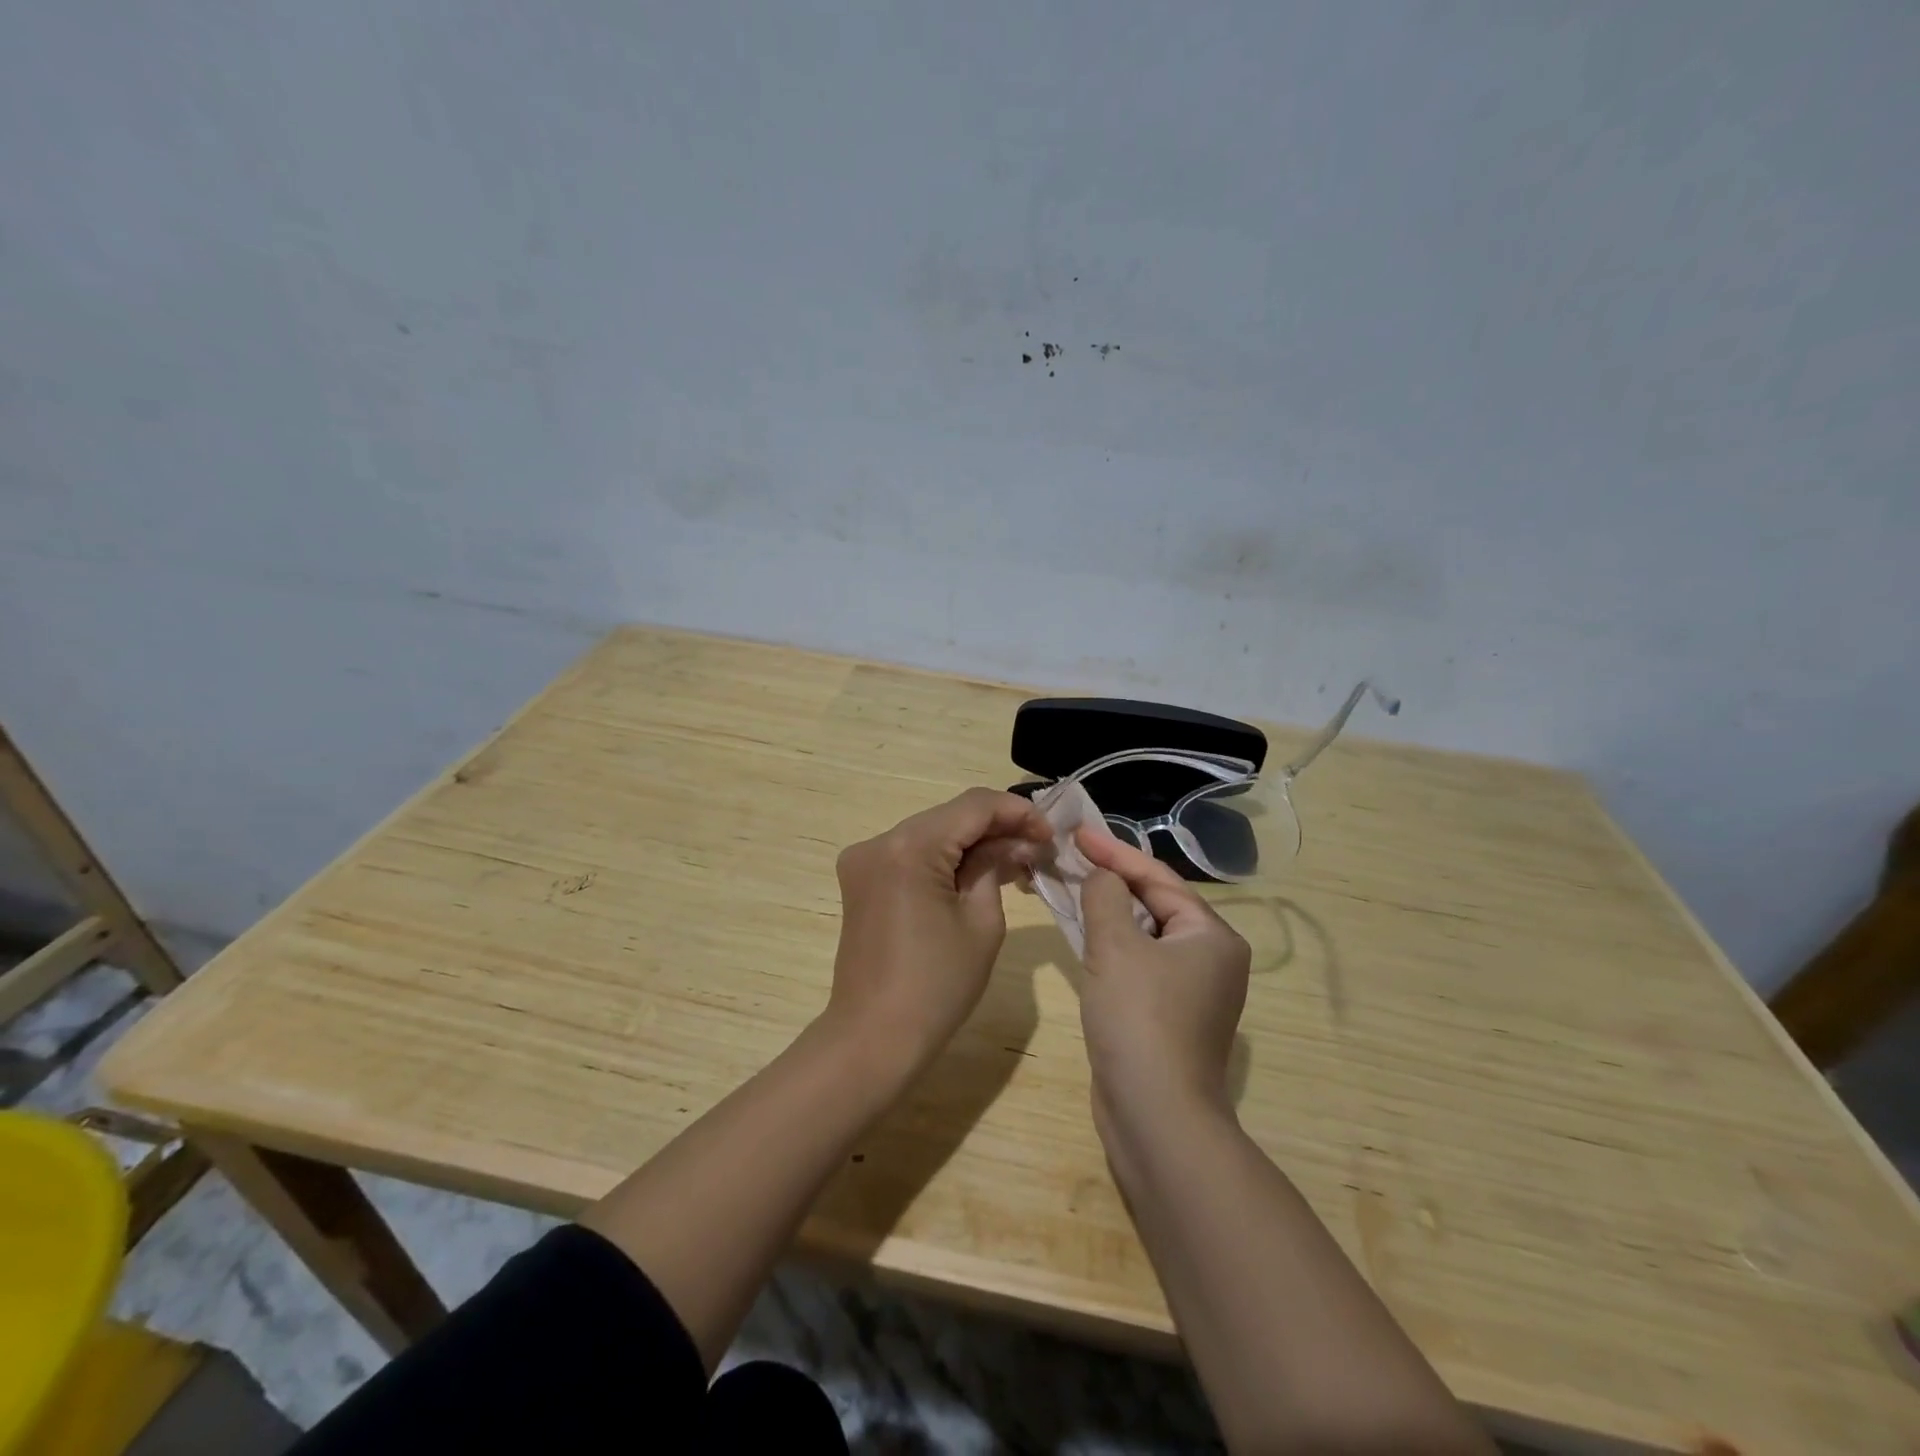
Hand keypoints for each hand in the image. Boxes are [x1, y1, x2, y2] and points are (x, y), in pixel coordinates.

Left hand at [829, 788, 1051, 1072]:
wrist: (875, 1038)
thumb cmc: (937, 986)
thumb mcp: (982, 922)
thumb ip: (996, 866)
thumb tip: (1013, 842)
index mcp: (909, 847)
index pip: (973, 806)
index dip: (1017, 812)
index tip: (1050, 833)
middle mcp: (880, 841)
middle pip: (950, 816)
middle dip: (997, 827)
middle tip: (1038, 849)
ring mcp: (865, 859)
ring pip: (932, 833)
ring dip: (973, 843)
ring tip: (1017, 862)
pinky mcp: (862, 879)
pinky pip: (913, 854)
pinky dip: (946, 858)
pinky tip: (978, 873)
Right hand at [1076, 828, 1250, 1134]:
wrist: (1155, 1116)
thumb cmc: (1140, 1018)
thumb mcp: (1116, 945)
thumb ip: (1105, 896)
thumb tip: (1102, 877)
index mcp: (1211, 935)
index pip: (1158, 878)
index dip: (1115, 852)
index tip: (1078, 832)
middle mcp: (1210, 958)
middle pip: (1155, 904)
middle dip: (1112, 881)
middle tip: (1071, 858)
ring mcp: (1191, 991)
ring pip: (1144, 936)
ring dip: (1108, 913)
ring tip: (1070, 888)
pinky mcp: (1168, 1016)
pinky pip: (1138, 964)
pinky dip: (1111, 946)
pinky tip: (1082, 937)